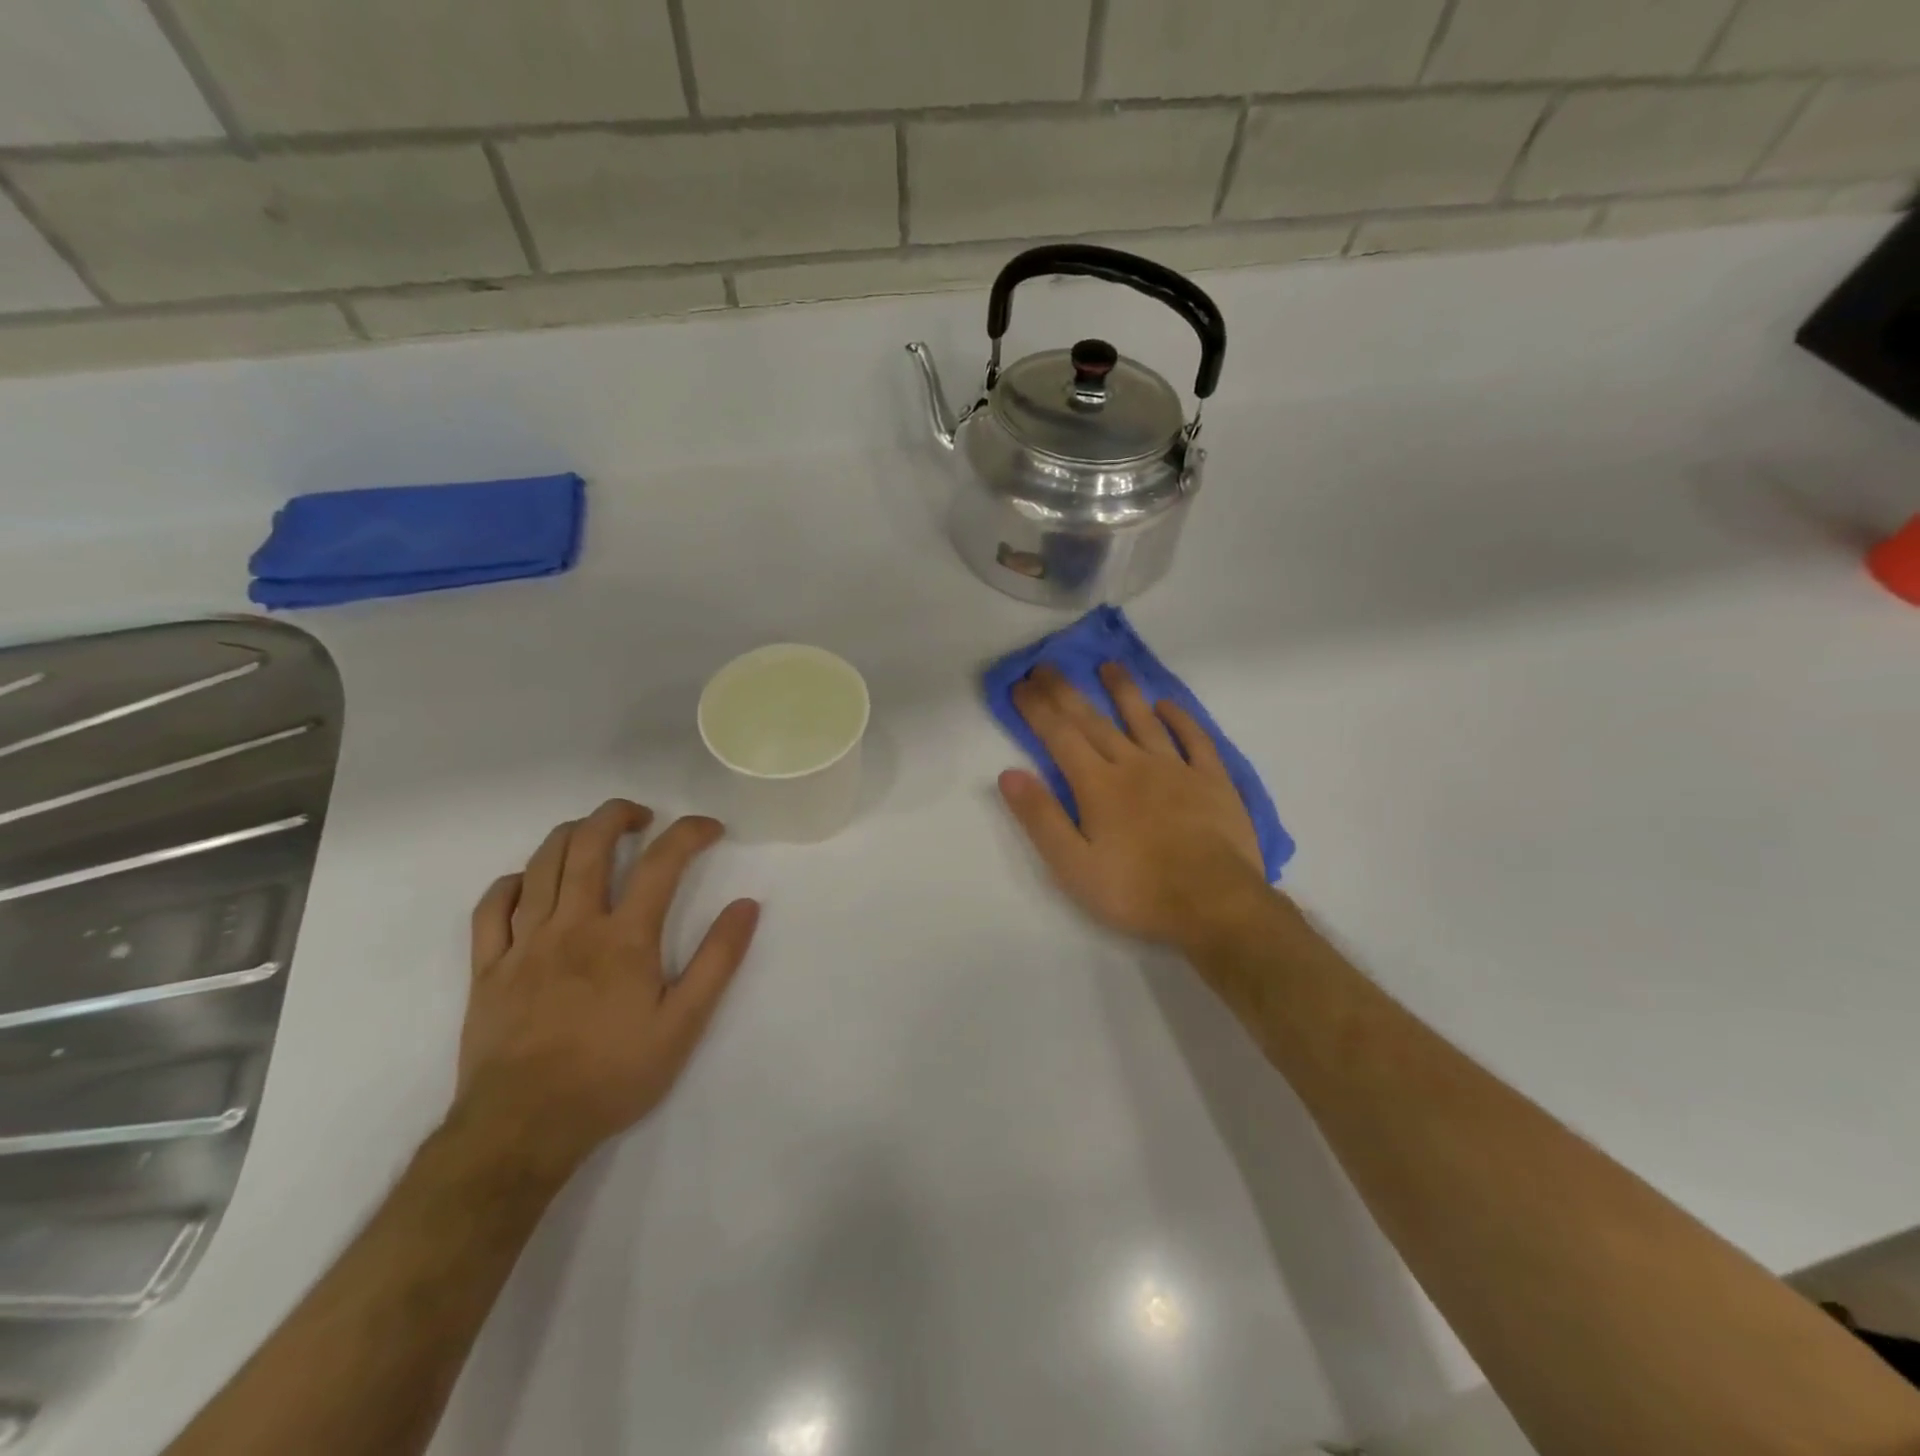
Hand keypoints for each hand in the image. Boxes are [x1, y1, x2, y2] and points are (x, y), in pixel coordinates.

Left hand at [457, 799, 759, 1176]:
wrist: (523, 1129)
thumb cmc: (613, 1075)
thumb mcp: (684, 1024)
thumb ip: (718, 960)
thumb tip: (747, 905)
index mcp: (624, 937)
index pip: (662, 861)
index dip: (690, 832)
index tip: (711, 829)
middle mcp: (572, 925)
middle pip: (588, 844)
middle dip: (617, 815)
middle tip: (642, 816)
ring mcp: (523, 944)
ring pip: (540, 863)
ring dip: (570, 834)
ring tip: (593, 833)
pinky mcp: (488, 968)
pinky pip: (491, 907)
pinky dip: (513, 881)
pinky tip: (530, 882)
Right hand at [999, 664, 1268, 947]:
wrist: (1214, 904)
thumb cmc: (1137, 890)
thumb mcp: (1073, 866)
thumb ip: (1040, 818)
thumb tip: (1009, 774)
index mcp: (1098, 786)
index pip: (1060, 736)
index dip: (1037, 708)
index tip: (1020, 684)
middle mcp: (1134, 766)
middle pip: (1094, 721)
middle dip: (1066, 692)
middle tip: (1047, 666)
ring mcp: (1177, 769)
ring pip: (1144, 720)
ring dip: (1124, 692)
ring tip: (1108, 666)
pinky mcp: (1213, 781)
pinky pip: (1195, 740)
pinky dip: (1180, 719)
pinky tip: (1167, 706)